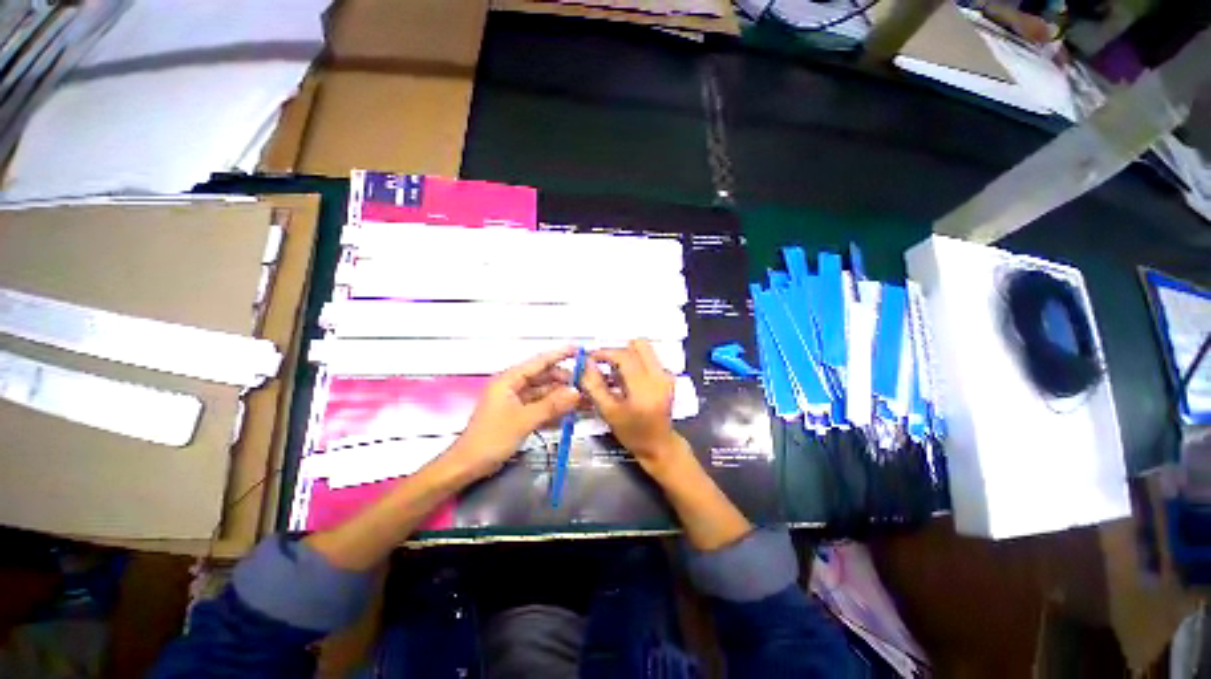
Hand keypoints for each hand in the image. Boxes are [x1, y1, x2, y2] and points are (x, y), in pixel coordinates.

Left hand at [449, 348, 581, 480]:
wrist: (468, 466)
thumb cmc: (492, 438)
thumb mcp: (524, 420)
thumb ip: (552, 405)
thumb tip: (576, 392)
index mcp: (509, 380)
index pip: (539, 362)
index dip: (559, 355)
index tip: (579, 350)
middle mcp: (513, 386)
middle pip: (543, 377)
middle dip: (564, 380)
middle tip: (586, 384)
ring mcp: (515, 401)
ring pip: (543, 393)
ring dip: (561, 396)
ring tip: (583, 399)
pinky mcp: (518, 415)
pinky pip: (540, 406)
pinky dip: (553, 409)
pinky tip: (569, 412)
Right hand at [580, 339, 688, 476]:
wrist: (659, 445)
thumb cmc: (632, 432)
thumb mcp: (608, 412)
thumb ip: (595, 386)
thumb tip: (585, 364)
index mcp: (644, 388)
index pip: (624, 356)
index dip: (604, 353)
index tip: (590, 359)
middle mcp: (659, 376)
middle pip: (638, 345)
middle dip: (618, 351)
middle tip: (604, 364)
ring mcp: (666, 375)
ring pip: (644, 350)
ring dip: (626, 356)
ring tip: (614, 375)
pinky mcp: (668, 376)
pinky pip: (648, 359)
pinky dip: (634, 363)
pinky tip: (625, 380)